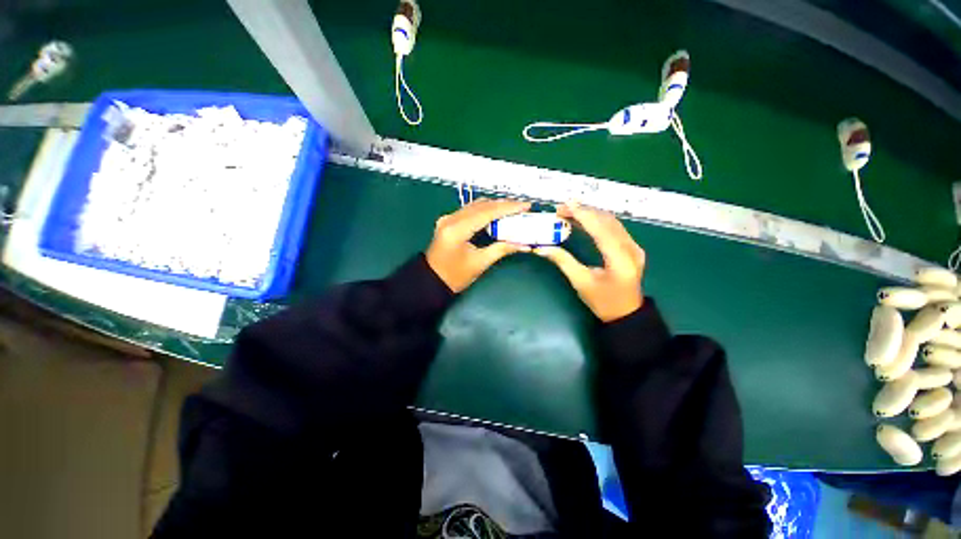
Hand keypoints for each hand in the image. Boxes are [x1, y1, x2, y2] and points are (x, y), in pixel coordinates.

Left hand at [426, 199, 531, 292]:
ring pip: (475, 205)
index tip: (525, 206)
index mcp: (457, 230)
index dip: (508, 208)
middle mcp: (450, 219)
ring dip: (494, 206)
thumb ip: (502, 249)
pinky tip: (496, 213)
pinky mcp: (448, 221)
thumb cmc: (455, 276)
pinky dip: (485, 210)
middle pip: (481, 205)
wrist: (432, 281)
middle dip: (503, 204)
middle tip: (522, 207)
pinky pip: (469, 210)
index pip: (486, 212)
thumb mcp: (480, 263)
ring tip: (513, 209)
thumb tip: (524, 244)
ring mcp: (447, 218)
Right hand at [534, 202, 644, 321]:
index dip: (583, 215)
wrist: (626, 314)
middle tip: (562, 209)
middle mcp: (631, 249)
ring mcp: (634, 247)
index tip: (566, 205)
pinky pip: (615, 228)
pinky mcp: (632, 248)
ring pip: (612, 222)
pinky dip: (598, 221)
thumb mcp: (580, 282)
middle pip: (607, 221)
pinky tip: (584, 220)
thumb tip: (541, 248)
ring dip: (591, 214)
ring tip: (569, 212)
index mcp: (620, 259)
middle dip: (584, 211)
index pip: (601, 230)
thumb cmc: (603, 301)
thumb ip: (563, 261)